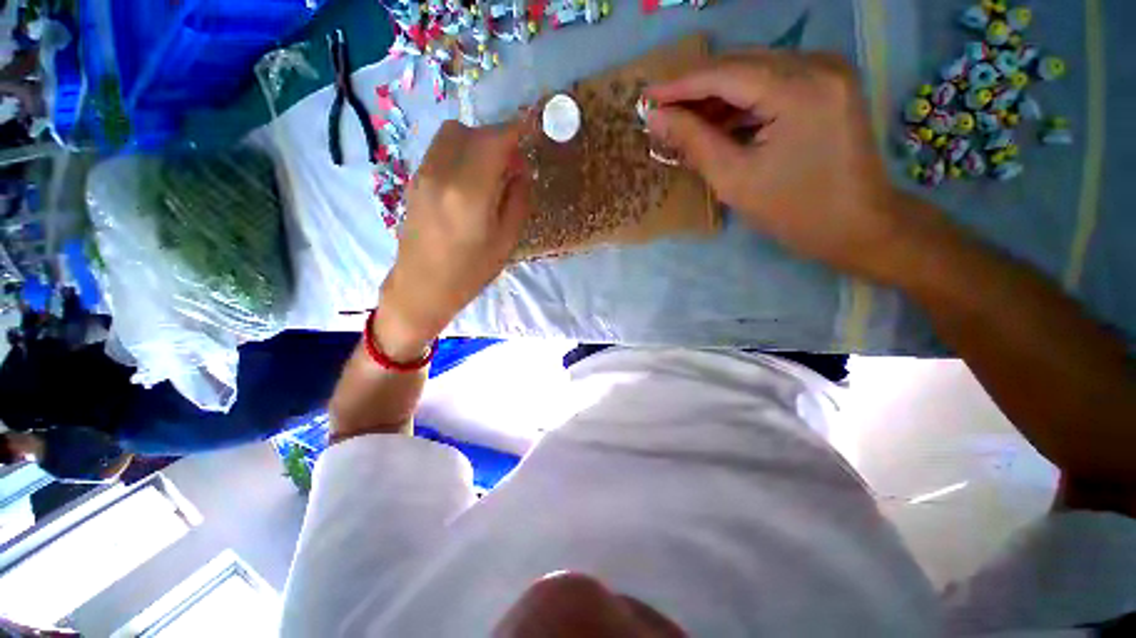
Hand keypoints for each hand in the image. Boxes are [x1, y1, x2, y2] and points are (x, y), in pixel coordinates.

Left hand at [376, 120, 530, 359]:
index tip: (533, 129)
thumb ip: (517, 198)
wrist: (422, 287)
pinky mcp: (414, 180)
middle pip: (472, 131)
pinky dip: (461, 152)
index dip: (516, 130)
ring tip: (491, 173)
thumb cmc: (470, 272)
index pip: (495, 140)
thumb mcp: (506, 240)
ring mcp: (423, 174)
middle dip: (497, 138)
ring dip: (477, 142)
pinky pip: (440, 150)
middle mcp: (442, 173)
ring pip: (452, 135)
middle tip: (512, 165)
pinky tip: (470, 180)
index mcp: (470, 193)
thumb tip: (520, 169)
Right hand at [646, 51, 912, 280]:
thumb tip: (657, 119)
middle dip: (696, 88)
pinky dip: (742, 101)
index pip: (725, 74)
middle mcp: (818, 65)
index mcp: (799, 89)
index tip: (646, 97)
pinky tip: (717, 121)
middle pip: (741, 65)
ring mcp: (828, 71)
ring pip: (756, 71)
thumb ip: (694, 142)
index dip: (680, 85)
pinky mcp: (829, 85)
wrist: (857, 225)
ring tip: (683, 119)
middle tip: (662, 110)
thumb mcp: (734, 180)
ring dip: (717, 95)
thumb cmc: (794, 211)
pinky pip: (774, 82)